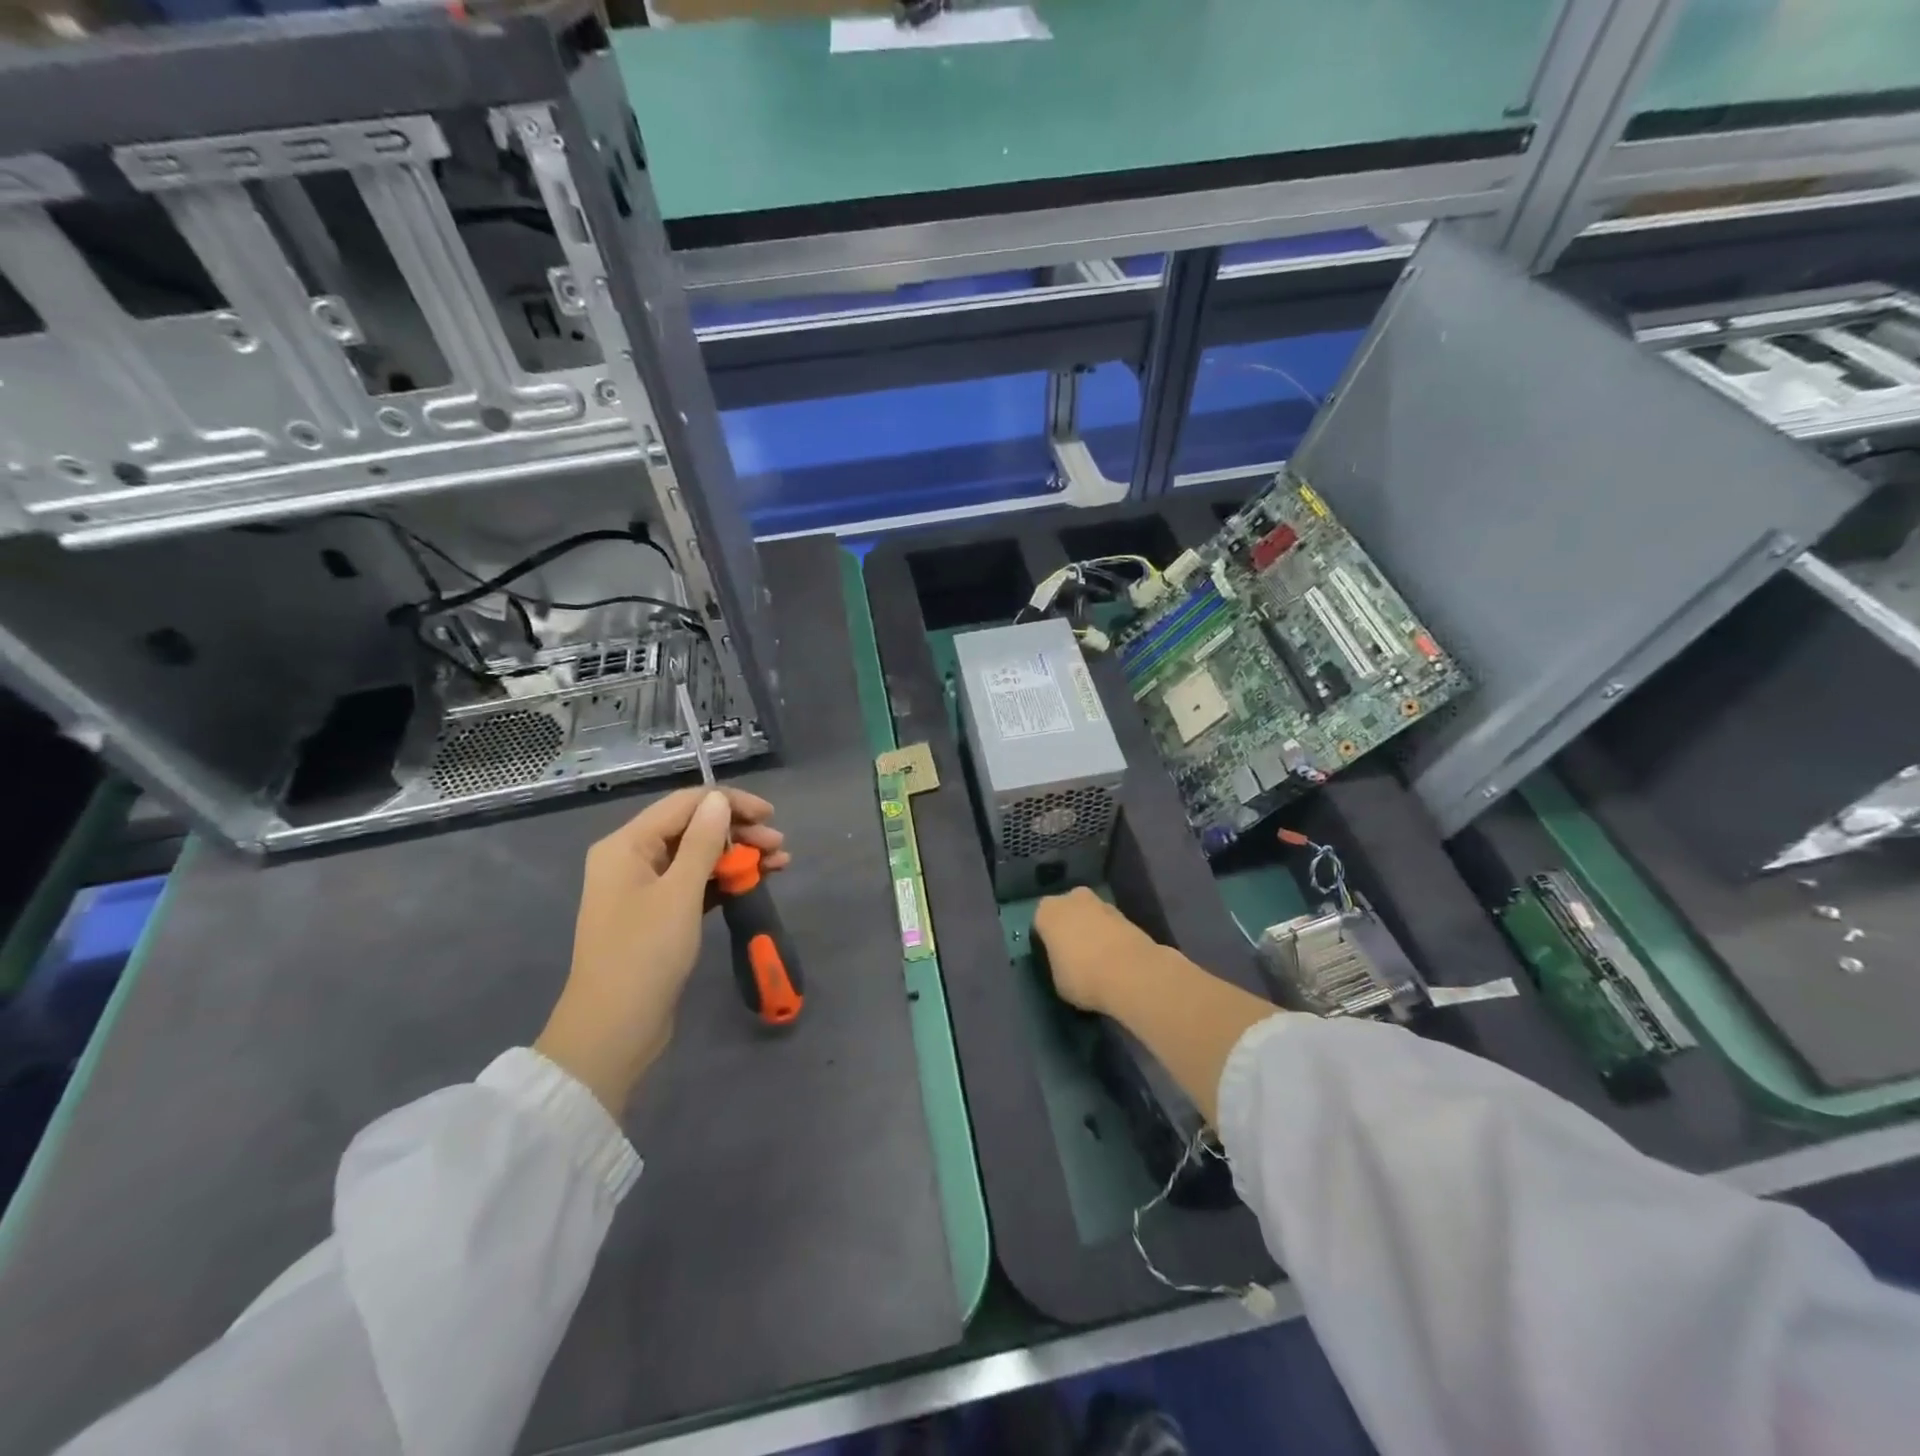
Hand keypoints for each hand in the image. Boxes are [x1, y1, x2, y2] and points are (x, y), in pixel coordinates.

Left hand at [536, 788, 788, 1113]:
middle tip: (779, 846)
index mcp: (626, 845)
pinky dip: (726, 879)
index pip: (685, 805)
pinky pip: (697, 883)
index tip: (770, 816)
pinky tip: (757, 880)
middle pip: (693, 829)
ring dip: (738, 856)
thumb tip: (719, 799)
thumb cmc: (645, 954)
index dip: (729, 804)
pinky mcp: (659, 914)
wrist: (614, 1029)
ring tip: (780, 863)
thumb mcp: (680, 892)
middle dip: (738, 833)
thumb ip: (703, 841)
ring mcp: (645, 888)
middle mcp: (632, 858)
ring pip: (699, 856)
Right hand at [1032, 887, 1165, 1016]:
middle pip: (1067, 911)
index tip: (1052, 957)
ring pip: (1090, 916)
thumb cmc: (1082, 976)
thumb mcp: (1056, 979)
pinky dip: (1110, 937)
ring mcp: (1101, 903)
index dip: (1046, 940)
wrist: (1132, 973)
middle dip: (1070, 927)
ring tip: (1097, 959)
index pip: (1040, 922)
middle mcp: (1072, 898)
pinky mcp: (1126, 914)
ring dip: (1092, 930)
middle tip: (1073, 954)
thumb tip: (1064, 962)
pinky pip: (1109, 925)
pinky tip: (1113, 959)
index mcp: (1047, 911)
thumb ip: (1056, 963)